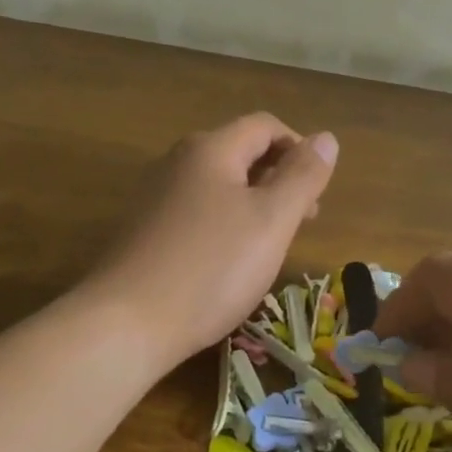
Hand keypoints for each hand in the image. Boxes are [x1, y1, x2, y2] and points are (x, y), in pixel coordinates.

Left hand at [84, 114, 337, 372]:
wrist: (124, 324)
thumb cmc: (211, 268)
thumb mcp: (272, 221)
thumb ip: (303, 176)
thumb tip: (326, 138)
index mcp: (211, 149)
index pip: (266, 126)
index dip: (299, 149)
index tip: (317, 192)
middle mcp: (179, 161)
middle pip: (241, 152)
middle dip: (279, 178)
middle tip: (303, 221)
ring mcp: (156, 195)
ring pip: (220, 184)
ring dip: (255, 202)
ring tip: (271, 244)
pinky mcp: (145, 229)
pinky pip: (197, 210)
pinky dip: (226, 222)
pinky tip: (230, 261)